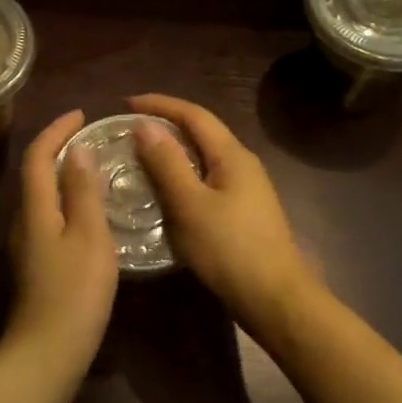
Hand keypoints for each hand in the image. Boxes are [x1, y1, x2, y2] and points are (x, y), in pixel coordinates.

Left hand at [4, 110, 119, 366]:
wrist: (47, 352)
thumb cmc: (74, 292)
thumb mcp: (89, 236)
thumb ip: (83, 192)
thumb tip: (77, 150)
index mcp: (35, 209)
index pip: (38, 156)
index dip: (56, 130)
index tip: (81, 114)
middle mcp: (24, 222)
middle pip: (36, 174)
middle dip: (59, 149)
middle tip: (92, 138)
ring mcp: (27, 246)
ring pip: (43, 198)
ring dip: (64, 176)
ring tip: (96, 170)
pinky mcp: (36, 266)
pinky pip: (50, 218)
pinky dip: (67, 202)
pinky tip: (91, 214)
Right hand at [129, 93, 319, 335]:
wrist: (275, 299)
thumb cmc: (230, 249)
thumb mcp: (190, 205)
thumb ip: (167, 163)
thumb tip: (145, 125)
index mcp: (232, 155)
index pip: (193, 115)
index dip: (160, 105)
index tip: (125, 104)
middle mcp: (242, 164)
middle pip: (201, 132)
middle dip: (165, 125)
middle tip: (128, 131)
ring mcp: (246, 189)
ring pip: (203, 158)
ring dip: (172, 152)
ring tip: (139, 159)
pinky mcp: (242, 212)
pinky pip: (206, 180)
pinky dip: (181, 176)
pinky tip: (165, 194)